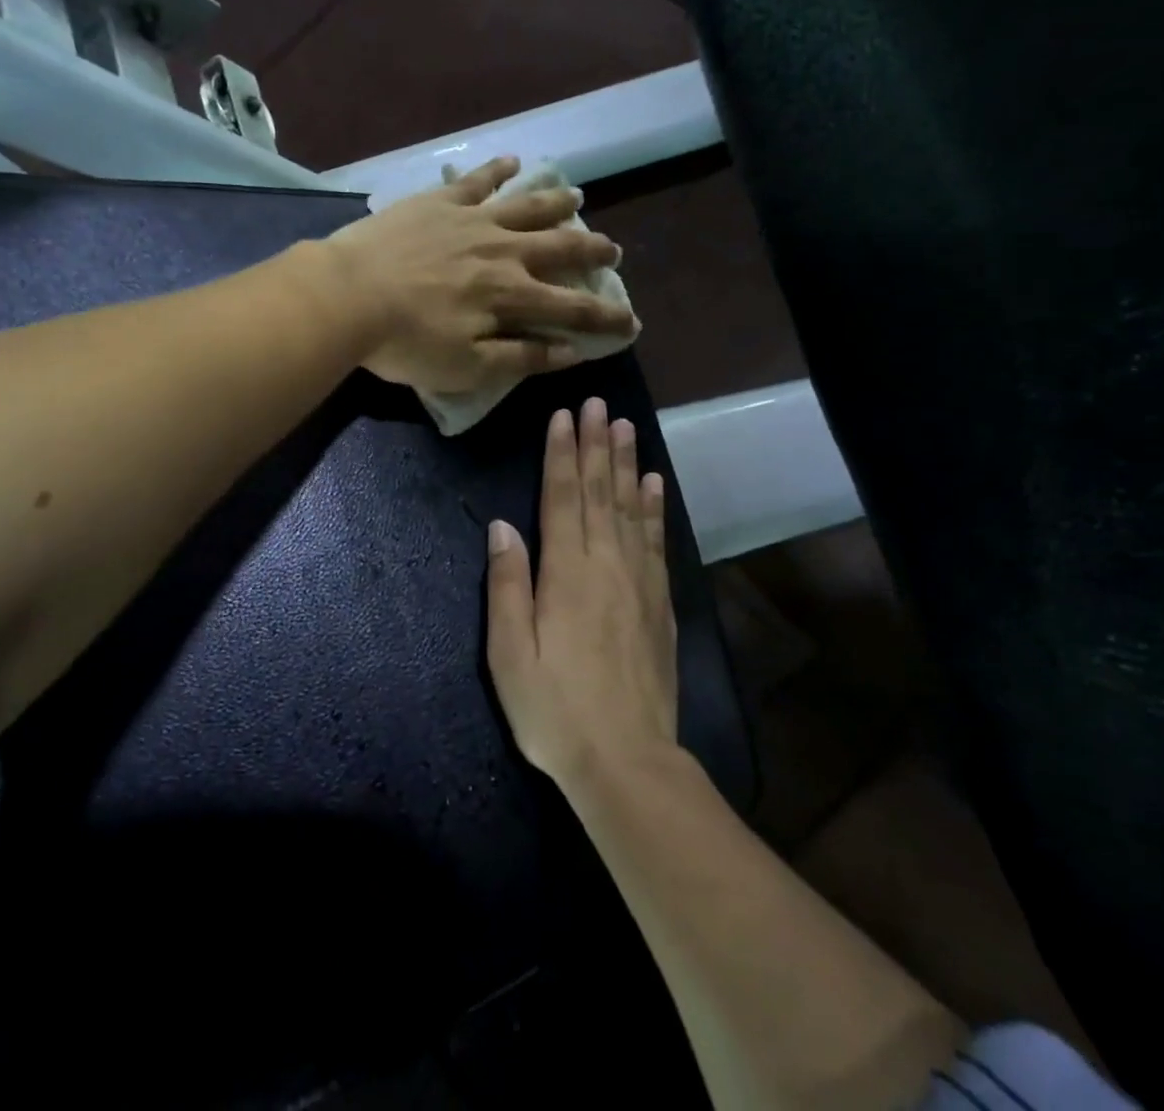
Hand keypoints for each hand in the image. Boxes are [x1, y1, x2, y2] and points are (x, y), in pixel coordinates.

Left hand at [323, 157, 636, 394]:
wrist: (347, 295)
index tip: (631, 324)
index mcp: (511, 295)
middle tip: (614, 251)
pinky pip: (477, 180)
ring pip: (527, 207)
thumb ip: (521, 358)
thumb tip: (571, 352)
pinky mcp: (440, 201)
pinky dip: (498, 170)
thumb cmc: (406, 341)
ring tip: (578, 197)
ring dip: (556, 203)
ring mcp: (472, 220)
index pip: (572, 310)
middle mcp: (503, 252)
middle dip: (591, 251)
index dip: (605, 319)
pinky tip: (514, 162)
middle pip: (560, 248)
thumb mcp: (467, 367)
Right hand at [485, 397, 678, 789]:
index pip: (564, 497)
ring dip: (626, 464)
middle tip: (597, 404)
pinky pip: (657, 541)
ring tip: (624, 427)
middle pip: (601, 492)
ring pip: (632, 508)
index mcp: (566, 573)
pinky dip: (655, 507)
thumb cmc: (554, 709)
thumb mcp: (509, 654)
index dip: (562, 454)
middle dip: (596, 445)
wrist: (627, 759)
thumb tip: (502, 526)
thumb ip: (507, 585)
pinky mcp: (660, 602)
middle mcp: (606, 564)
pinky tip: (654, 484)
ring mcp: (639, 581)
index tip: (563, 416)